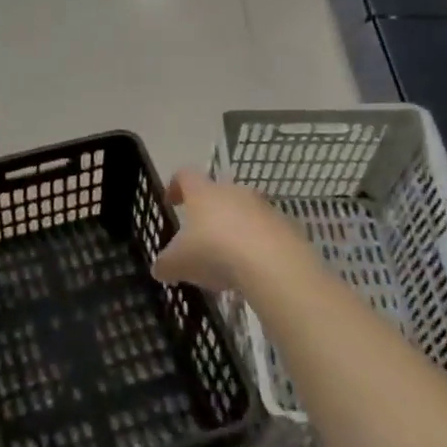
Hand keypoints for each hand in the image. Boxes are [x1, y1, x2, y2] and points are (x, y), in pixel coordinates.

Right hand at [153, 169, 305, 290]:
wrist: (273, 264)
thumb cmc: (214, 252)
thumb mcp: (178, 263)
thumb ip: (165, 264)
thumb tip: (159, 269)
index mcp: (203, 192)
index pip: (185, 175)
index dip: (175, 186)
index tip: (171, 203)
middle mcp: (233, 191)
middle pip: (218, 193)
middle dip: (209, 212)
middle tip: (201, 237)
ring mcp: (263, 207)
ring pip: (245, 212)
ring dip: (235, 229)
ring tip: (228, 260)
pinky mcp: (287, 227)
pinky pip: (267, 232)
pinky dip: (258, 246)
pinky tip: (253, 270)